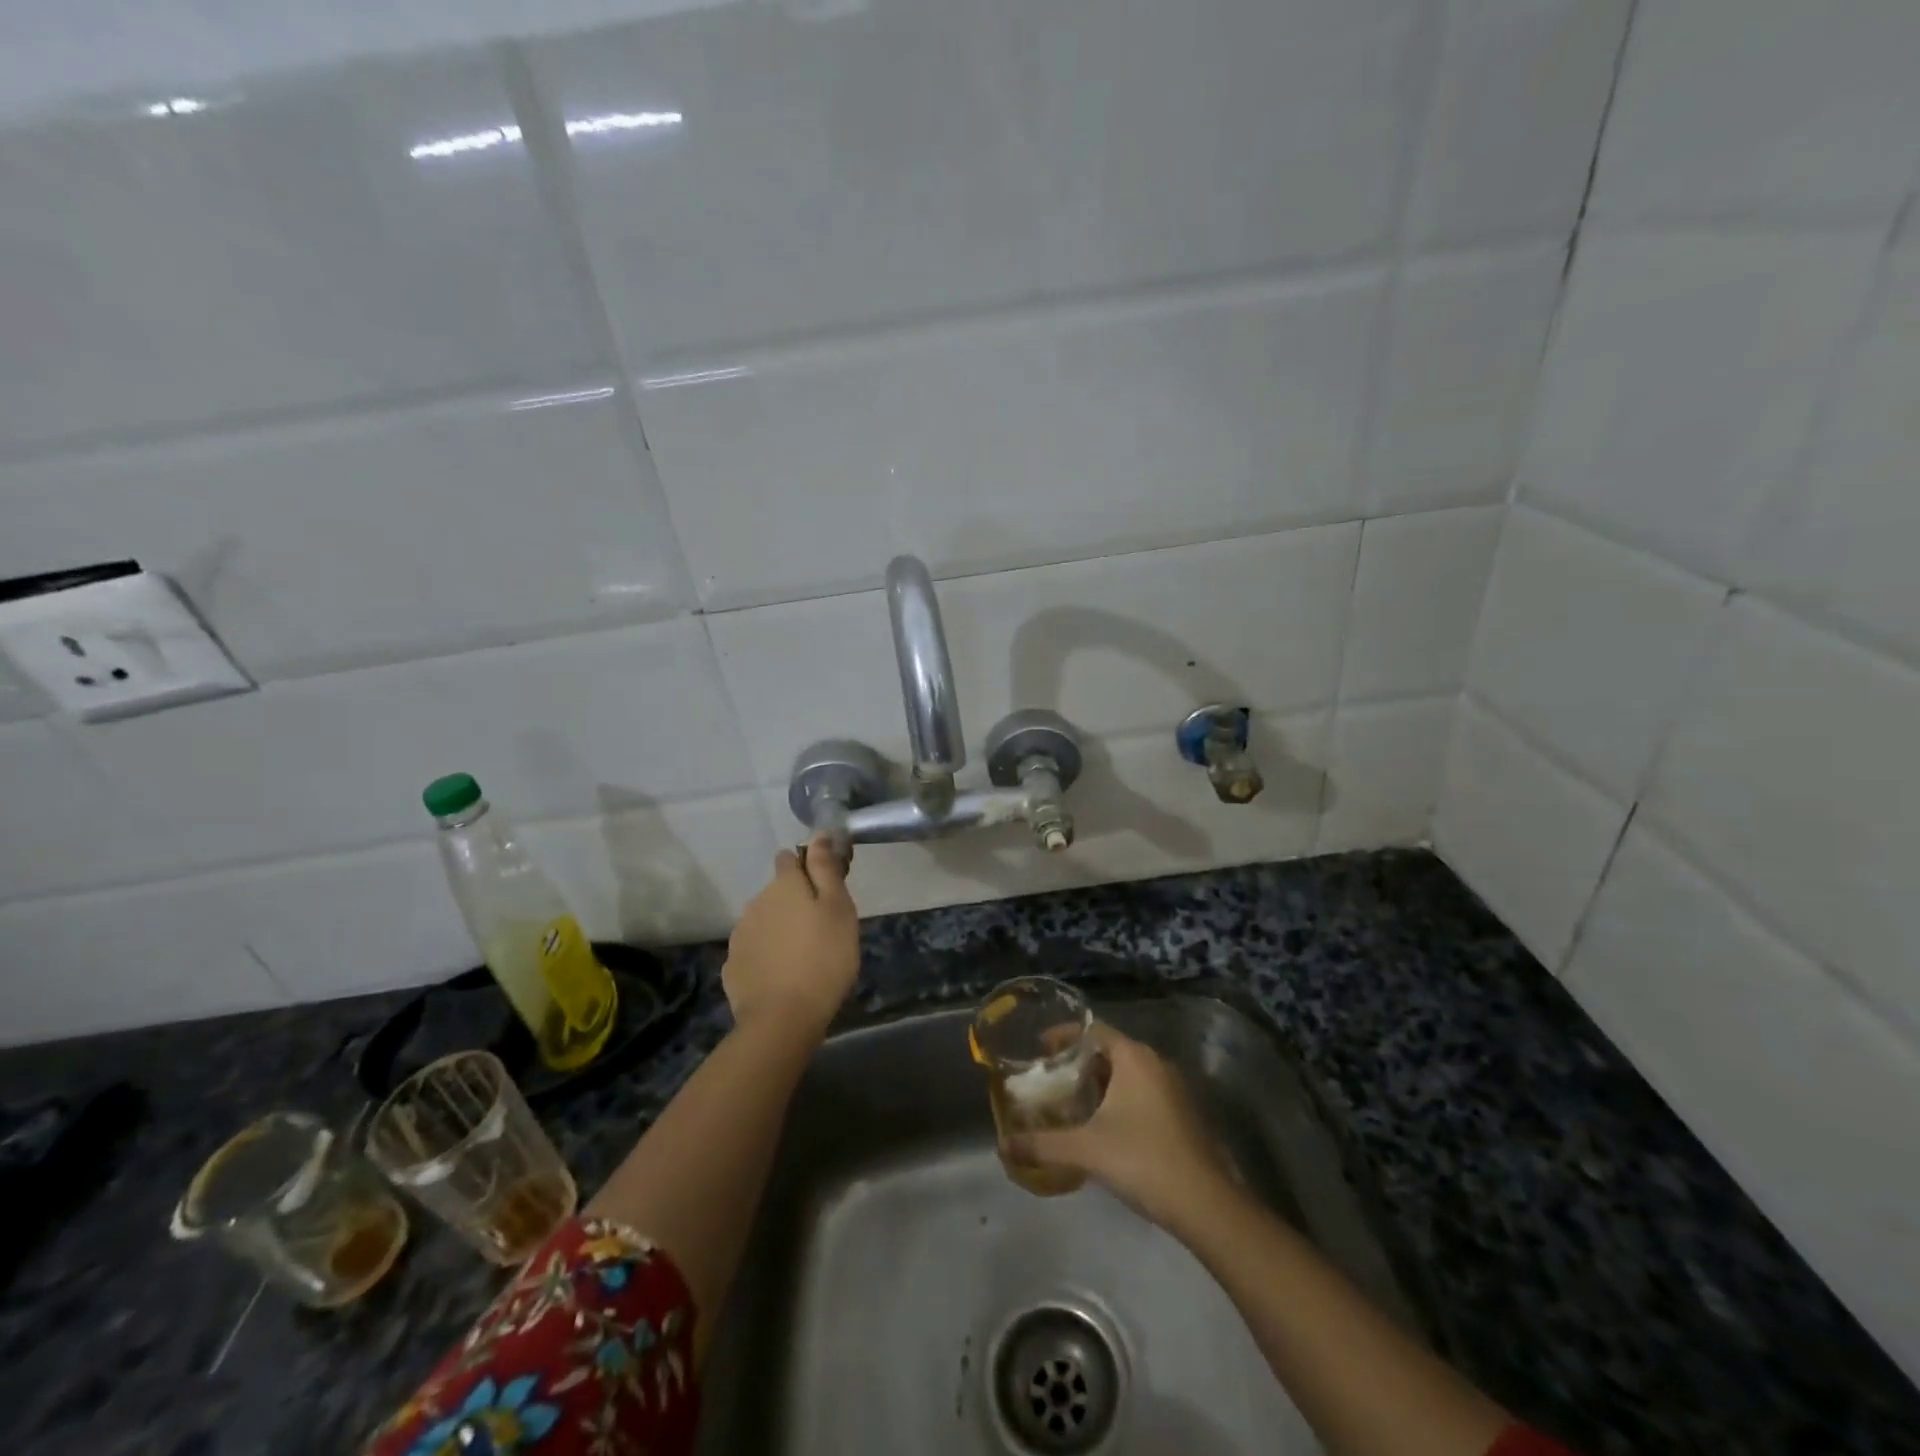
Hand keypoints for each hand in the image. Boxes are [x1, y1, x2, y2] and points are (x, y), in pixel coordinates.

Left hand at [722, 836, 859, 1040]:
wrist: (782, 1019)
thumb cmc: (824, 958)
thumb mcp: (838, 909)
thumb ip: (826, 869)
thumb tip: (819, 834)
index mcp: (784, 885)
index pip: (790, 858)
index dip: (807, 866)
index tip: (825, 886)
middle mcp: (756, 902)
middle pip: (777, 892)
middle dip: (795, 902)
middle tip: (821, 929)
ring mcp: (740, 935)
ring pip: (764, 921)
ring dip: (780, 929)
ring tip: (803, 956)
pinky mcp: (733, 966)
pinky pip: (754, 951)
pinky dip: (766, 956)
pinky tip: (781, 976)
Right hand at [1006, 1026, 1229, 1228]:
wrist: (1207, 1205)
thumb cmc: (1143, 1161)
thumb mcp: (1086, 1150)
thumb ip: (1043, 1145)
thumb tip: (1003, 1147)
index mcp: (1134, 1057)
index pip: (1093, 1029)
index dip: (1064, 1036)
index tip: (1039, 1049)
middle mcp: (1155, 1063)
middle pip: (1109, 1050)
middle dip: (1079, 1063)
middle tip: (1051, 1080)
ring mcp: (1173, 1088)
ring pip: (1127, 1073)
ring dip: (1099, 1083)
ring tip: (1071, 1103)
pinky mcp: (1182, 1113)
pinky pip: (1142, 1091)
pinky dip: (1119, 1098)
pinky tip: (1103, 1126)